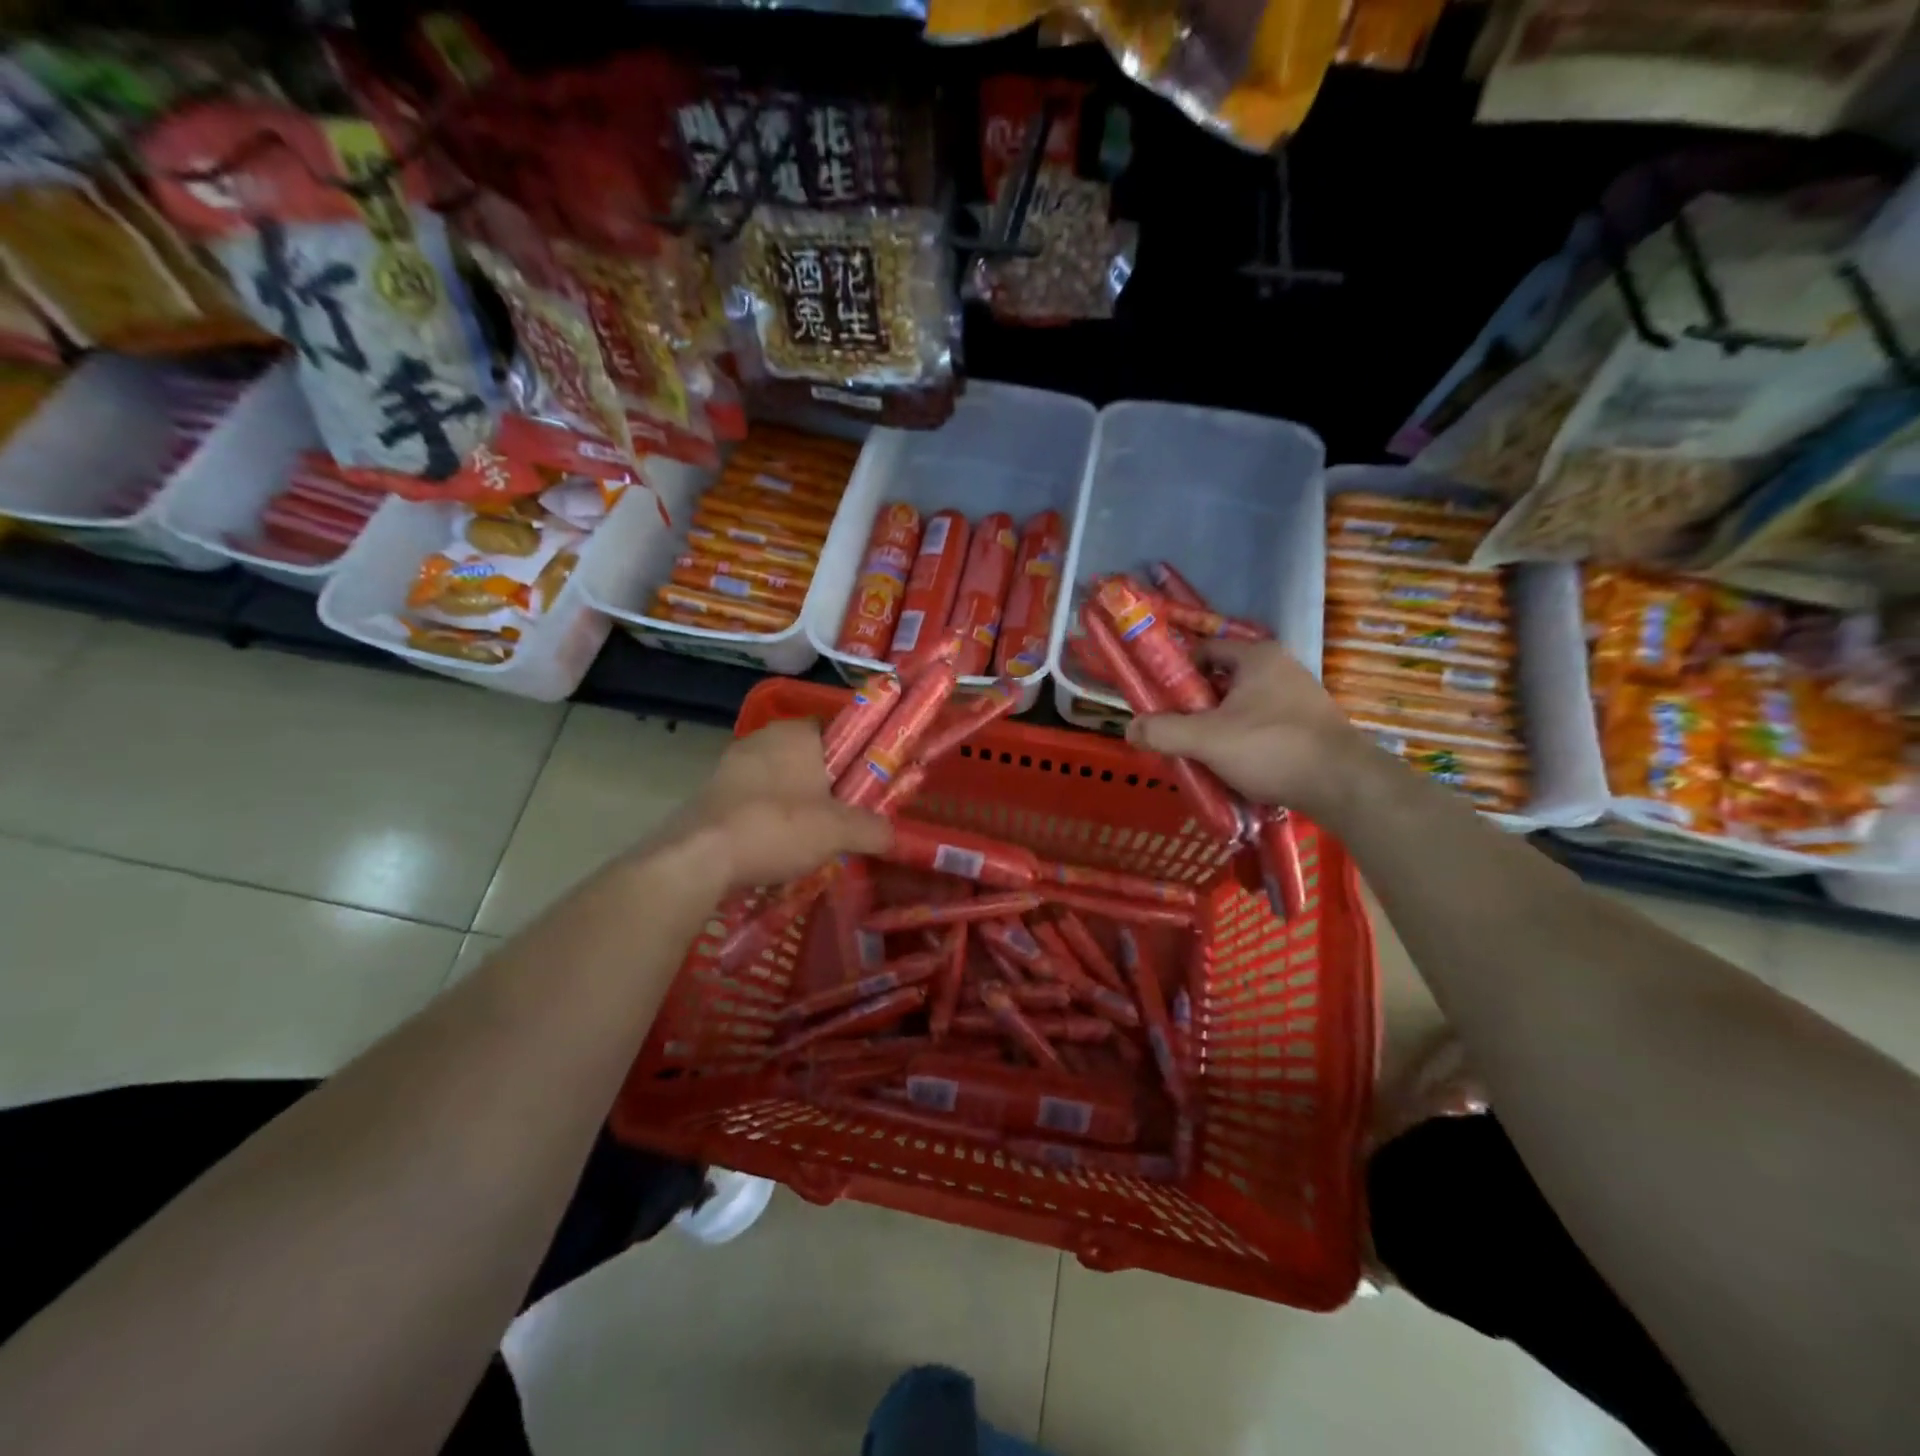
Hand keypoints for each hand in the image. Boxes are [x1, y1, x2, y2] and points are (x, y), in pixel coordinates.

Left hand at [662, 720, 891, 890]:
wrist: (700, 856)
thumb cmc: (778, 827)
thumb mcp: (840, 831)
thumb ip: (873, 829)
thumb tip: (892, 835)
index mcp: (797, 732)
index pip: (838, 730)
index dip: (858, 754)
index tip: (871, 783)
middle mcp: (763, 738)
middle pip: (809, 757)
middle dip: (828, 784)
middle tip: (848, 815)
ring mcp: (732, 765)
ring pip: (780, 780)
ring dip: (797, 803)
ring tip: (815, 837)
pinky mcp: (712, 793)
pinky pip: (753, 800)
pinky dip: (768, 818)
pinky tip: (778, 846)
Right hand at [1126, 640, 1366, 816]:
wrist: (1344, 785)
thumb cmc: (1271, 748)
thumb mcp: (1206, 739)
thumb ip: (1164, 731)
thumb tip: (1129, 728)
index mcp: (1257, 657)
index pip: (1205, 650)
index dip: (1177, 672)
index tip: (1160, 699)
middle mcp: (1280, 669)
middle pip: (1222, 681)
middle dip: (1195, 706)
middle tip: (1175, 731)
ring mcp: (1299, 699)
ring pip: (1242, 708)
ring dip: (1218, 728)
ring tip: (1200, 754)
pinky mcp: (1309, 727)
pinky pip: (1263, 727)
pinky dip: (1243, 742)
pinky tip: (1233, 768)